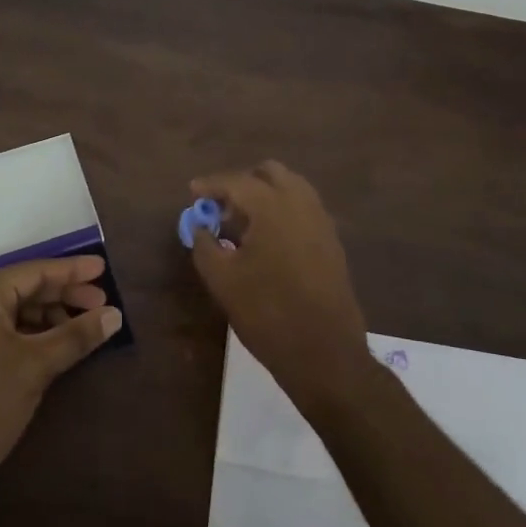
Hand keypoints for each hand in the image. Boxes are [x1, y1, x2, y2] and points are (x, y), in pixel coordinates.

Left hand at [0, 255, 122, 507]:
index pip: (34, 271)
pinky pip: (15, 332)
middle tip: (104, 301)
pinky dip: (42, 334)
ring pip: (22, 311)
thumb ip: (77, 335)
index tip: (103, 268)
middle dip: (66, 294)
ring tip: (89, 325)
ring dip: (56, 316)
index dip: (71, 269)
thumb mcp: (37, 364)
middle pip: (28, 288)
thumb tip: (115, 315)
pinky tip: (65, 344)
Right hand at [189, 161, 369, 412]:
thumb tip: (200, 227)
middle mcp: (301, 204)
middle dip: (242, 183)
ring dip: (265, 195)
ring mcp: (321, 221)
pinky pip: (304, 209)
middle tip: (220, 207)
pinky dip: (282, 211)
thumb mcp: (222, 280)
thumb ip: (205, 245)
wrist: (324, 353)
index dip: (211, 185)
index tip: (193, 192)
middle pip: (269, 173)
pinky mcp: (332, 241)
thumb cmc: (267, 313)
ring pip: (291, 188)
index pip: (236, 182)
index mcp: (272, 206)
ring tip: (242, 223)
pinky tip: (266, 240)